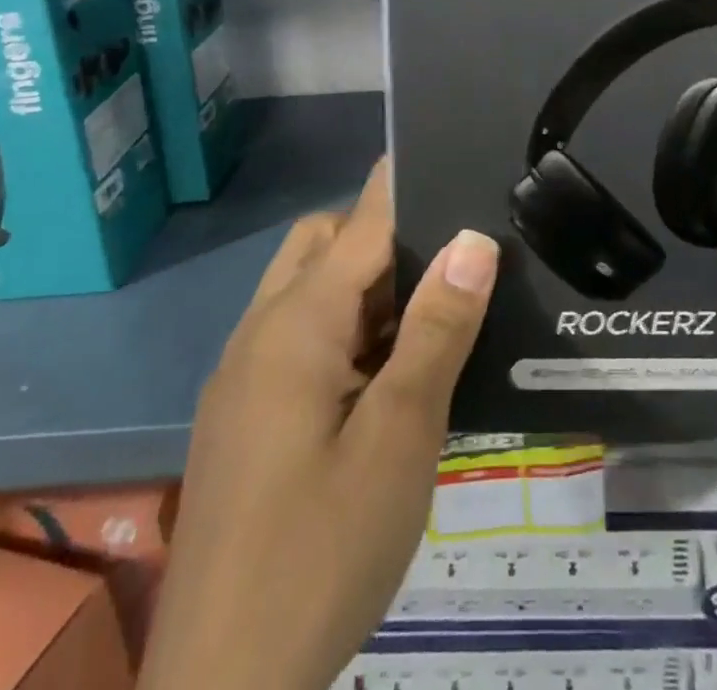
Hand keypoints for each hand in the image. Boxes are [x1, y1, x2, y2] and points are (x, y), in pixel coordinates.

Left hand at [139, 158, 499, 689]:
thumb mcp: (401, 438)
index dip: (411, 183)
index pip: (363, 220)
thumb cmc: (320, 556)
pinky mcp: (244, 417)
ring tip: (434, 316)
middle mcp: (261, 332)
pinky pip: (299, 337)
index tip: (460, 160)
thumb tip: (472, 238)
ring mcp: (244, 377)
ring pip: (310, 290)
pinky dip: (346, 330)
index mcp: (296, 324)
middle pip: (326, 244)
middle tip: (456, 266)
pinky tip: (389, 376)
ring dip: (368, 287)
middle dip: (389, 237)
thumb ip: (436, 330)